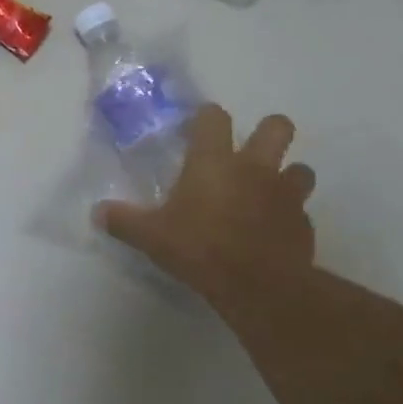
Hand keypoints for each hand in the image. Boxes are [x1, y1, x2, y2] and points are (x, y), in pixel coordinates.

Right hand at [94, 106, 315, 312]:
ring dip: (288, 176)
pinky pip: (301, 211)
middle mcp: (255, 168)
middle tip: (250, 151)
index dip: (207, 118)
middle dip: (269, 131)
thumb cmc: (200, 249)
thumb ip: (124, 221)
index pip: (214, 117)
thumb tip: (98, 212)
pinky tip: (275, 233)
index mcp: (214, 161)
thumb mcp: (151, 237)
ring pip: (301, 169)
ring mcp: (285, 194)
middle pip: (277, 127)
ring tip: (269, 193)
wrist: (259, 286)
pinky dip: (290, 217)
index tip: (197, 130)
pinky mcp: (304, 224)